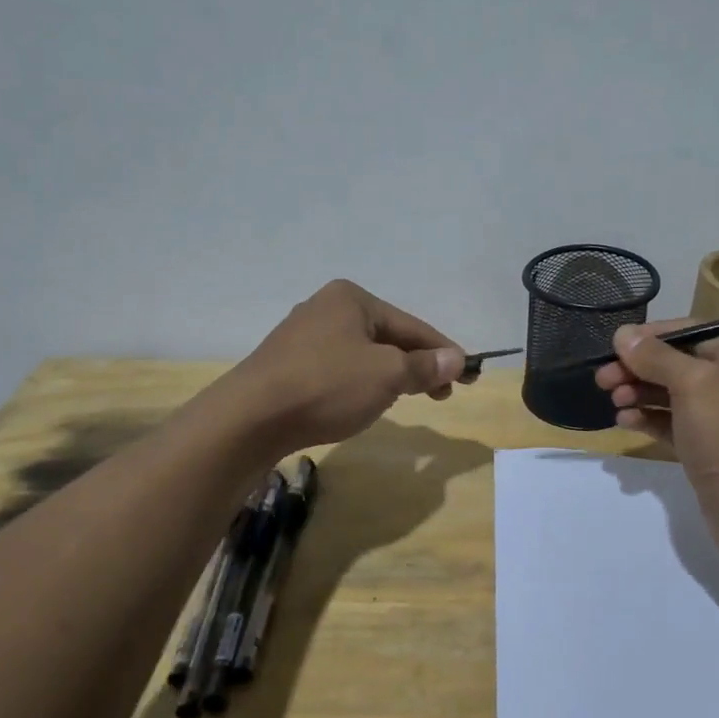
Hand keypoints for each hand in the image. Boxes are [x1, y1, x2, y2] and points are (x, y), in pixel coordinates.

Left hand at [227, 280, 466, 452]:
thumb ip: (425, 366)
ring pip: (363, 354)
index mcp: (352, 299)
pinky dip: (361, 383)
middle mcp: (326, 308)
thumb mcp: (387, 375)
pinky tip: (364, 402)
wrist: (249, 418)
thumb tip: (457, 358)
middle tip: (443, 394)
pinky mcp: (287, 364)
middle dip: (417, 365)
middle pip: (387, 337)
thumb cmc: (327, 386)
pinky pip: (338, 369)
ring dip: (390, 375)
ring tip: (407, 398)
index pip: (412, 325)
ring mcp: (302, 336)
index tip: (468, 374)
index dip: (444, 350)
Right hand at [595, 320, 718, 567]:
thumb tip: (624, 334)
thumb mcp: (693, 384)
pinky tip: (625, 421)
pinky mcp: (710, 450)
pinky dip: (650, 419)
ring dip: (640, 394)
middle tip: (602, 378)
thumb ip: (656, 356)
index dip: (650, 336)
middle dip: (639, 368)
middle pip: (679, 364)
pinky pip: (675, 425)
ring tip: (613, 400)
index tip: (614, 345)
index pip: (690, 332)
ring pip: (674, 396)